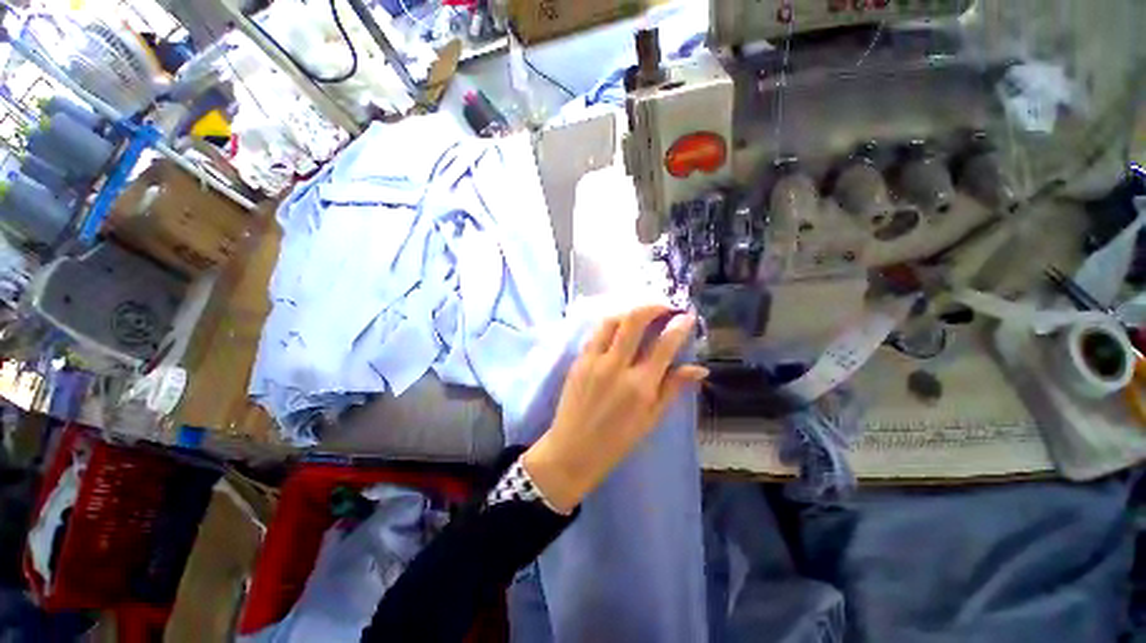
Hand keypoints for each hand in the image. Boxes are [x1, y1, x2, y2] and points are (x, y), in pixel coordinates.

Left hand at [522, 304, 707, 512]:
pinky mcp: (578, 360)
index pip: (664, 345)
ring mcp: (593, 361)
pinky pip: (596, 333)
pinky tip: (619, 330)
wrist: (572, 450)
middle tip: (665, 306)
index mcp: (640, 386)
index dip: (680, 325)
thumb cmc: (616, 441)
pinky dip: (611, 325)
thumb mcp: (651, 419)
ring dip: (630, 312)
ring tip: (642, 316)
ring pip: (612, 321)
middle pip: (634, 321)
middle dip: (653, 306)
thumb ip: (673, 389)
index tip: (688, 315)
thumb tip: (700, 368)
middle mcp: (616, 367)